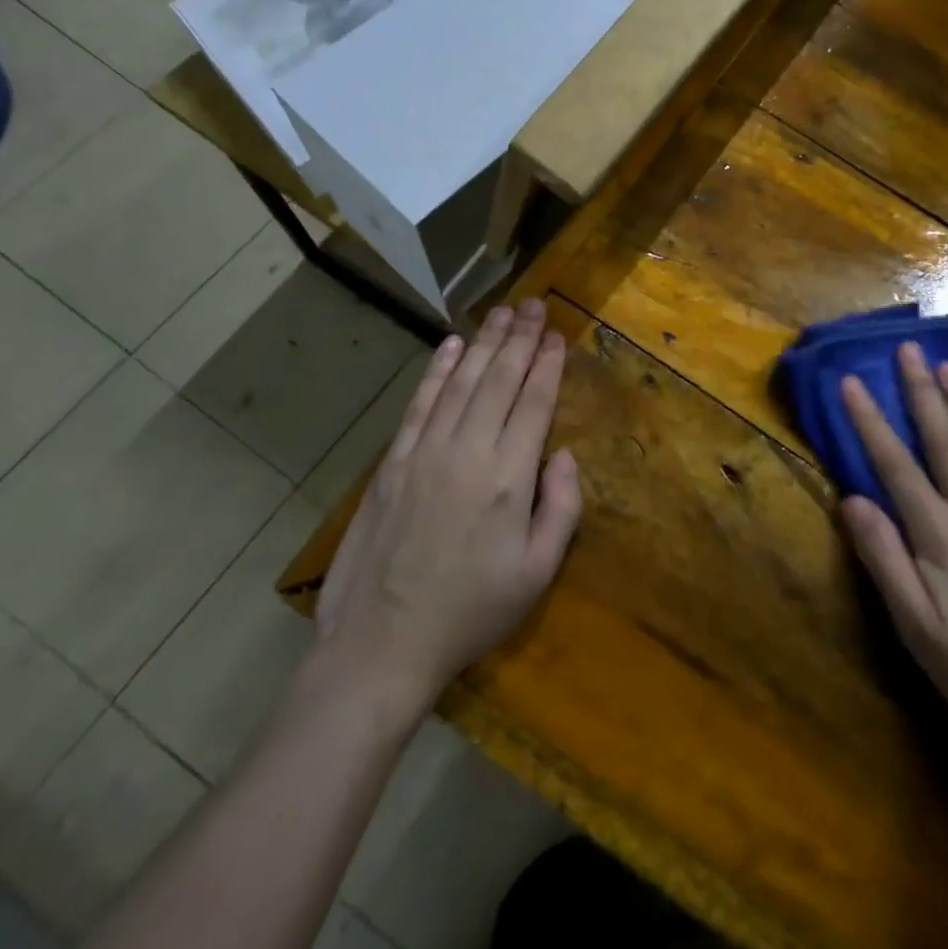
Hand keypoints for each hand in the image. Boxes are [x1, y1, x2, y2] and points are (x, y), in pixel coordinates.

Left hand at [311, 300, 581, 713]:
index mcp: (509, 478)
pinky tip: (452, 346)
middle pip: (499, 380)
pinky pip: (420, 403)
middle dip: (520, 339)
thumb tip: (565, 454)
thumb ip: (562, 508)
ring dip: (485, 343)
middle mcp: (468, 451)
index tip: (558, 335)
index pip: (534, 403)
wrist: (382, 643)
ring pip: (461, 382)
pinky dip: (437, 370)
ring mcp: (426, 452)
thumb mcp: (537, 573)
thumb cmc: (471, 612)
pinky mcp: (394, 461)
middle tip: (535, 304)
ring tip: (503, 312)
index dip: (548, 365)